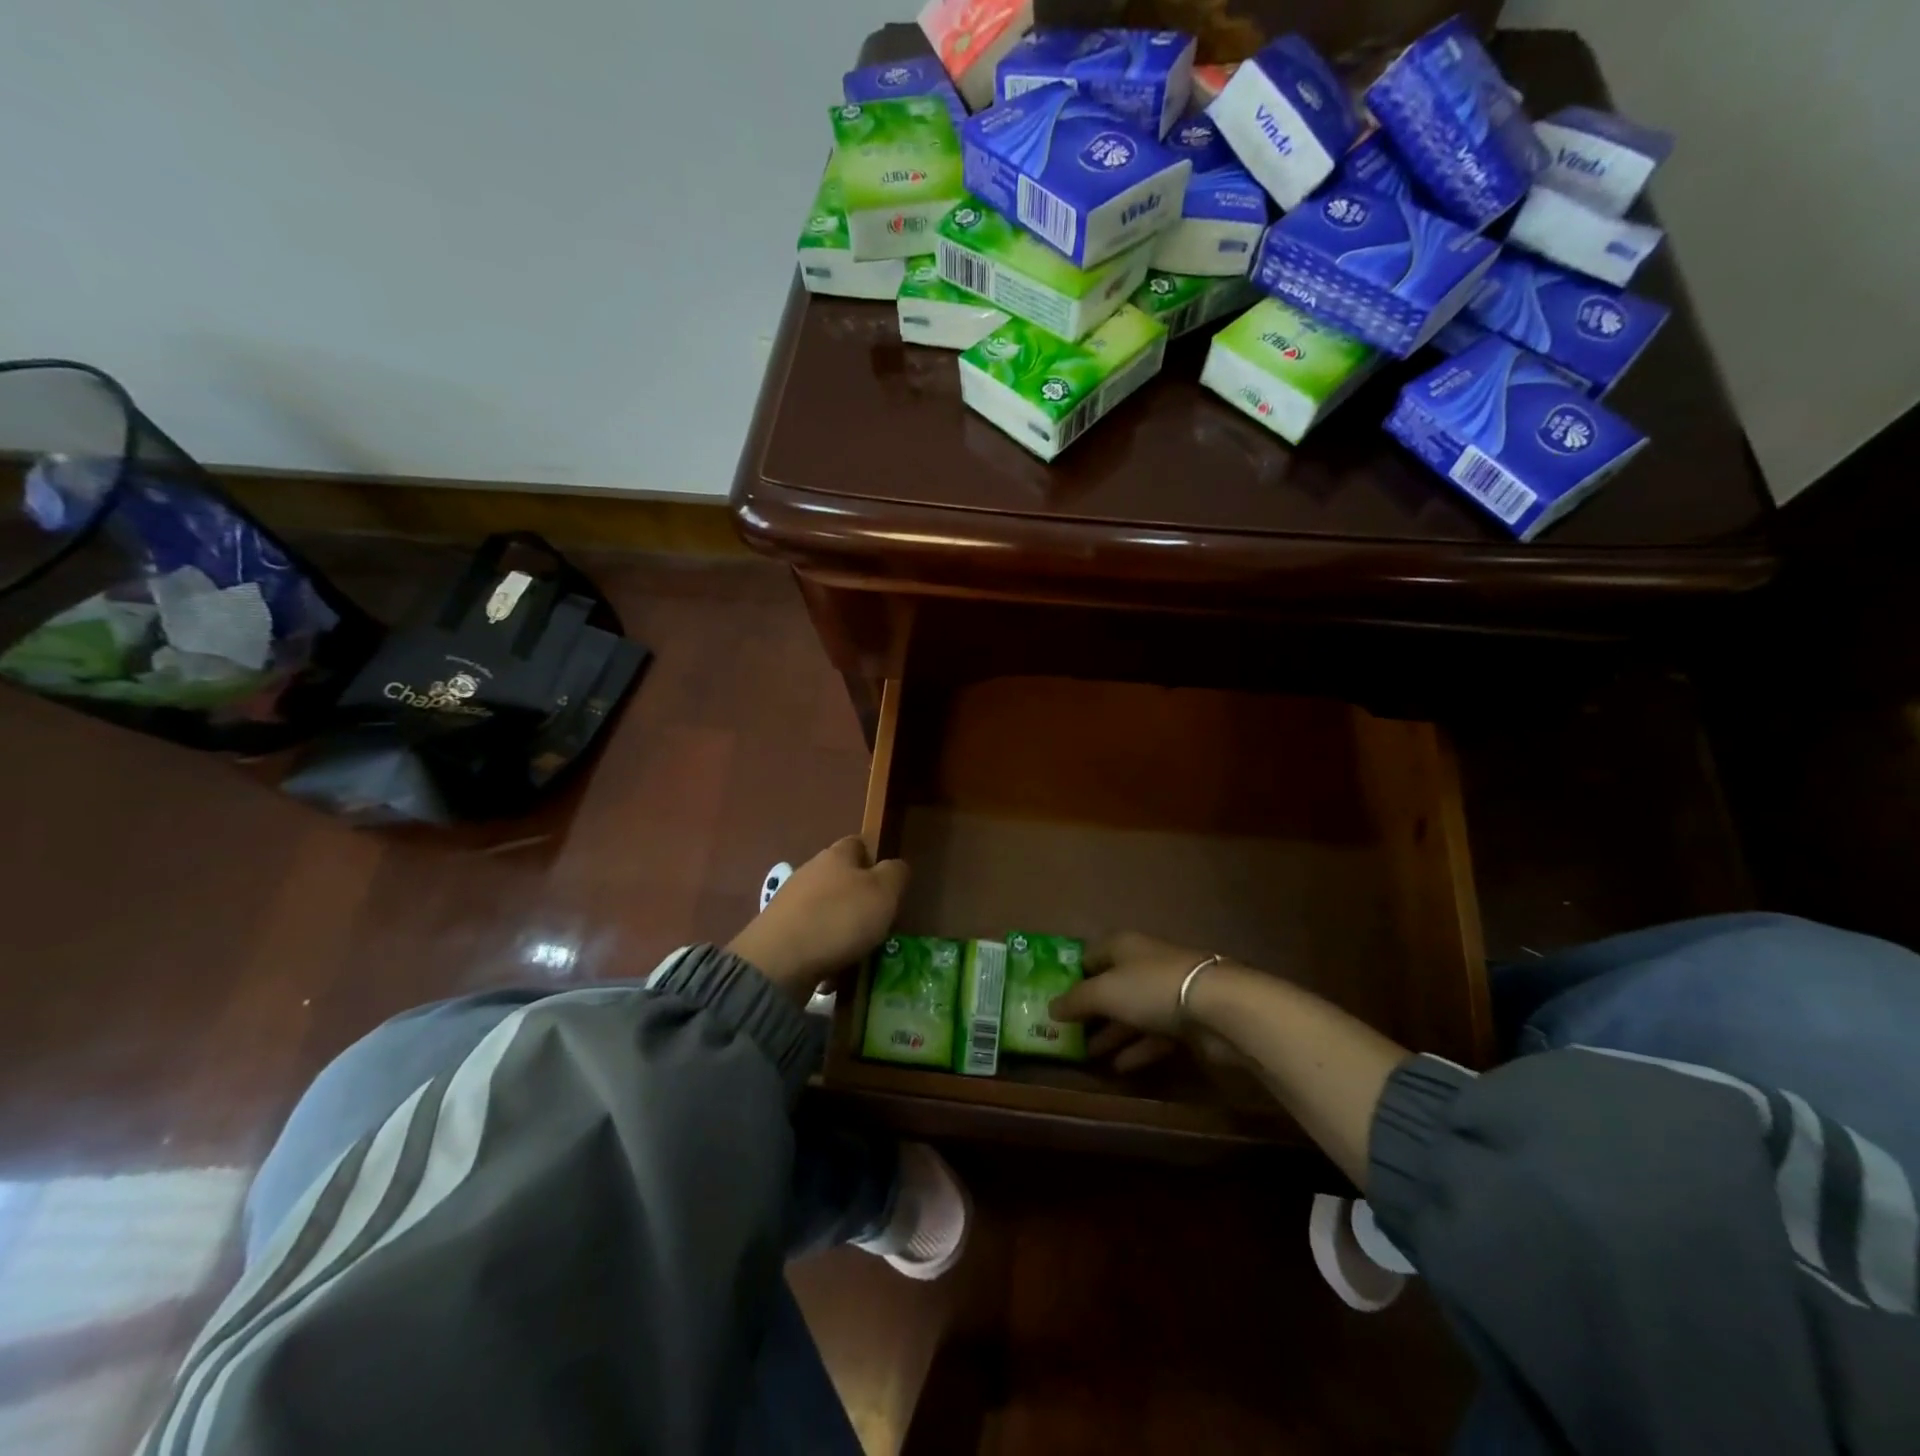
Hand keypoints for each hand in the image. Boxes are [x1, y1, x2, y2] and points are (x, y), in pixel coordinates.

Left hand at [726, 837, 908, 1001]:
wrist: (779, 960)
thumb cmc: (840, 918)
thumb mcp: (883, 892)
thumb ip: (895, 874)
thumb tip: (895, 866)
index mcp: (836, 855)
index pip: (858, 843)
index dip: (874, 858)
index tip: (888, 883)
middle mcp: (810, 871)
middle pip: (840, 877)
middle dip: (858, 897)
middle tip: (878, 921)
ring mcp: (790, 901)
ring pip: (825, 908)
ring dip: (841, 926)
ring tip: (858, 951)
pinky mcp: (778, 931)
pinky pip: (810, 935)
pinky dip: (823, 948)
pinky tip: (832, 969)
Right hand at [1049, 932, 1242, 1073]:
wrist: (1217, 1007)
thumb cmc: (1151, 988)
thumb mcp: (1104, 992)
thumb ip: (1076, 1001)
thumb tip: (1050, 1007)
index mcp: (1122, 946)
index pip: (1089, 956)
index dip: (1071, 976)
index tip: (1053, 998)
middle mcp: (1142, 964)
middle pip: (1110, 986)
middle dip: (1090, 1010)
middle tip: (1066, 1033)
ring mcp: (1166, 993)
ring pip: (1131, 1013)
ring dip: (1111, 1033)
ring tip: (1087, 1055)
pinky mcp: (1185, 1020)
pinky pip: (1153, 1035)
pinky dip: (1136, 1049)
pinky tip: (1118, 1067)